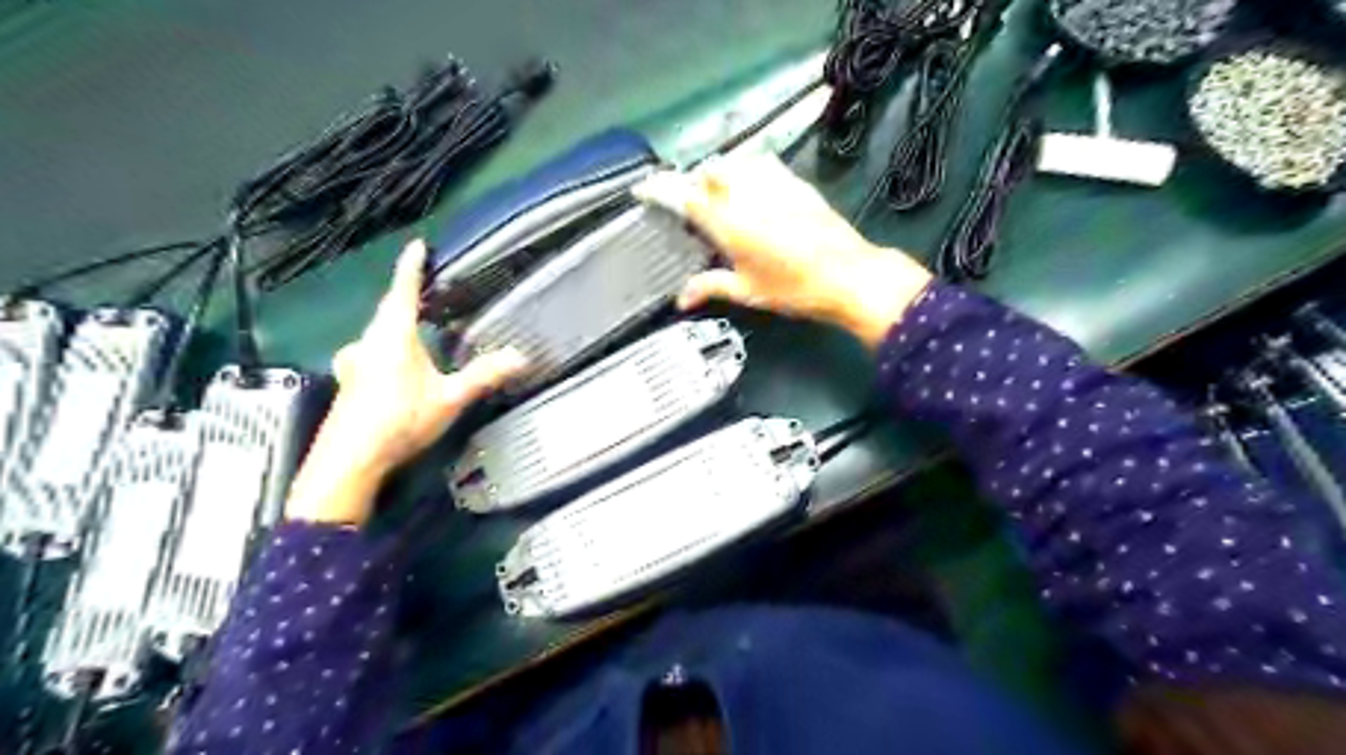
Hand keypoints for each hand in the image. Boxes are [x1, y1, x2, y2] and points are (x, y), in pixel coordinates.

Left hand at [288, 242, 529, 525]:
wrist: (349, 461)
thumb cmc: (399, 421)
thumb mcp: (449, 399)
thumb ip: (484, 376)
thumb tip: (520, 357)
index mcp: (393, 336)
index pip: (403, 290)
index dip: (412, 266)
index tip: (417, 246)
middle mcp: (368, 342)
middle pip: (389, 310)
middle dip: (406, 297)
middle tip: (427, 291)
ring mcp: (354, 362)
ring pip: (378, 333)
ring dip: (396, 325)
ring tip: (417, 329)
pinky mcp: (349, 381)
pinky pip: (371, 352)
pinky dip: (387, 348)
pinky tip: (395, 367)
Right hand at [634, 153, 930, 347]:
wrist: (848, 274)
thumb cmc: (793, 288)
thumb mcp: (747, 291)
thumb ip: (709, 287)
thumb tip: (681, 300)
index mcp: (727, 222)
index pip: (682, 195)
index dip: (658, 188)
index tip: (643, 188)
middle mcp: (745, 193)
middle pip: (706, 171)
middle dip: (692, 182)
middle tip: (690, 204)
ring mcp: (773, 182)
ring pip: (733, 162)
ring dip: (719, 174)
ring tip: (719, 196)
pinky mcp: (794, 181)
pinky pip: (761, 163)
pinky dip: (747, 170)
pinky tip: (752, 189)